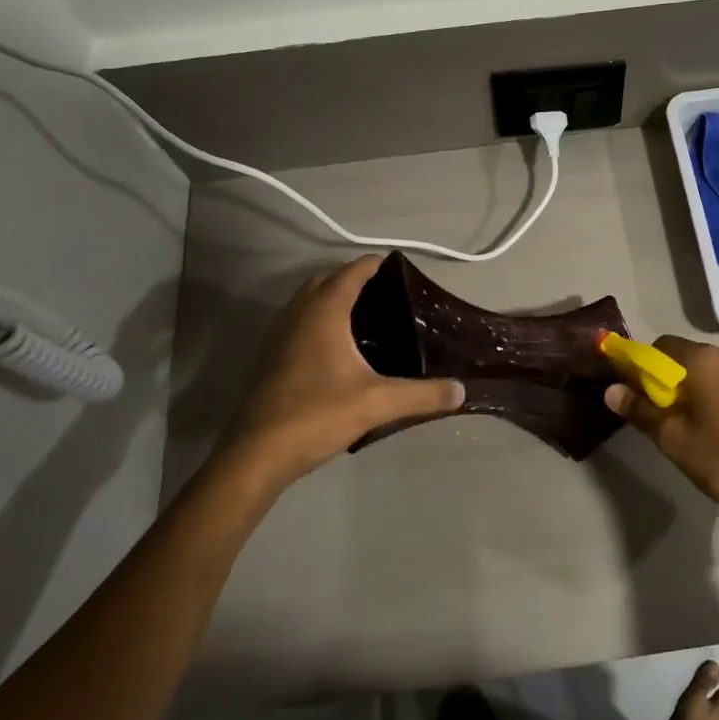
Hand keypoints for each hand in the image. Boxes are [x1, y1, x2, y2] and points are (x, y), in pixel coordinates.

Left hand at [221, 256, 463, 492]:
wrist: (257, 454)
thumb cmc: (317, 414)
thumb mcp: (378, 403)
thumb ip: (422, 395)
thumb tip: (461, 390)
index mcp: (323, 312)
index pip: (351, 272)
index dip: (375, 265)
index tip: (399, 267)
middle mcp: (298, 314)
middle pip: (326, 281)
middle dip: (353, 280)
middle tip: (387, 295)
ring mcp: (279, 336)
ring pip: (308, 303)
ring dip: (333, 300)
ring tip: (367, 318)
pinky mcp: (271, 358)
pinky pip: (299, 324)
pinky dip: (319, 322)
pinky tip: (339, 350)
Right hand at [604, 336, 718, 533]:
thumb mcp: (674, 440)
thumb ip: (641, 411)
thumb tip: (611, 389)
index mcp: (705, 361)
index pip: (661, 346)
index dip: (642, 365)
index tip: (634, 392)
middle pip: (686, 358)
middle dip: (667, 381)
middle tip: (658, 416)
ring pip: (710, 375)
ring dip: (693, 392)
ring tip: (688, 428)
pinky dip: (716, 400)